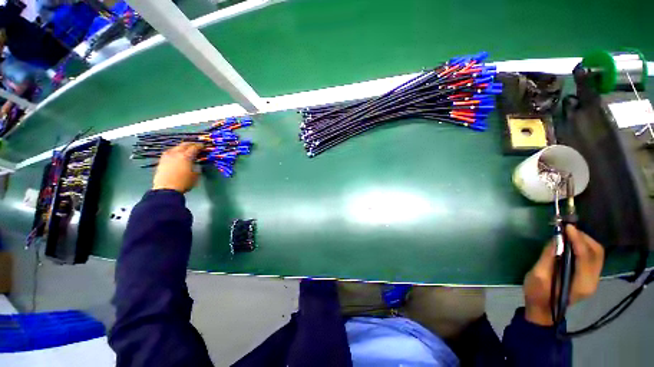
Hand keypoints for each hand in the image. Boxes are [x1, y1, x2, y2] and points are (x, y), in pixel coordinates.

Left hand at [152, 142, 201, 192]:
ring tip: (187, 150)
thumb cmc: (184, 183)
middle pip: (184, 145)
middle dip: (191, 144)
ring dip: (182, 147)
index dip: (200, 146)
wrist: (166, 189)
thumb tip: (196, 164)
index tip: (203, 146)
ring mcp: (167, 156)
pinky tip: (177, 155)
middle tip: (196, 146)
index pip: (195, 147)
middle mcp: (176, 154)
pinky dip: (175, 151)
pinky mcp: (162, 161)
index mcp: (186, 156)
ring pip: (176, 147)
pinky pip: (170, 152)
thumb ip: (196, 167)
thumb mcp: (195, 175)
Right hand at [523, 225, 604, 325]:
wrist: (543, 309)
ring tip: (568, 234)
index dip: (577, 240)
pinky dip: (583, 247)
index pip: (585, 256)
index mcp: (581, 283)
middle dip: (583, 238)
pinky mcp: (588, 277)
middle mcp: (592, 281)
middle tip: (567, 230)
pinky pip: (592, 257)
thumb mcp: (538, 276)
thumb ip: (548, 258)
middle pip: (596, 253)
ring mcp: (592, 279)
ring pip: (596, 254)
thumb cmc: (538, 294)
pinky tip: (571, 244)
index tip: (567, 227)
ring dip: (584, 241)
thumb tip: (556, 240)